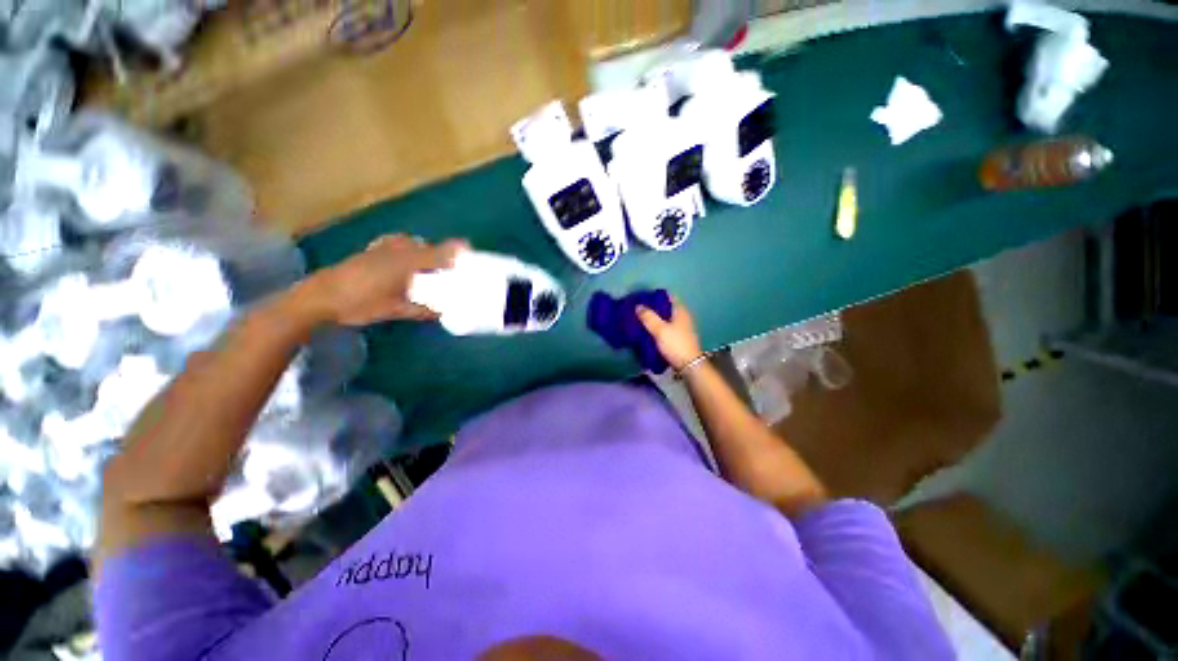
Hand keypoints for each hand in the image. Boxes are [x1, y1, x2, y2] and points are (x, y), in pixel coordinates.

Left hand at [310, 234, 466, 325]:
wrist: (320, 296)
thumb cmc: (359, 303)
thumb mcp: (394, 310)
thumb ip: (421, 309)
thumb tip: (444, 312)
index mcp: (406, 263)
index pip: (438, 252)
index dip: (455, 250)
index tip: (470, 251)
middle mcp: (397, 250)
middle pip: (427, 246)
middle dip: (441, 253)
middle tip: (449, 267)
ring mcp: (382, 248)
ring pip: (411, 243)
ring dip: (423, 250)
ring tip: (428, 264)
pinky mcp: (371, 250)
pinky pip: (395, 242)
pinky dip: (405, 247)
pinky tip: (404, 258)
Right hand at [636, 296, 703, 371]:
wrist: (688, 365)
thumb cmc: (675, 344)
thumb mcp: (660, 330)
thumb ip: (648, 317)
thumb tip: (638, 306)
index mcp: (680, 311)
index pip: (669, 297)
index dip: (656, 296)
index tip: (643, 298)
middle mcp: (683, 317)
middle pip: (666, 308)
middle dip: (653, 308)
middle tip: (639, 310)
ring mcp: (682, 328)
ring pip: (665, 319)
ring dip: (655, 319)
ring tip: (640, 320)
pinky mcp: (679, 338)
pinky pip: (666, 329)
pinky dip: (658, 328)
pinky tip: (648, 332)